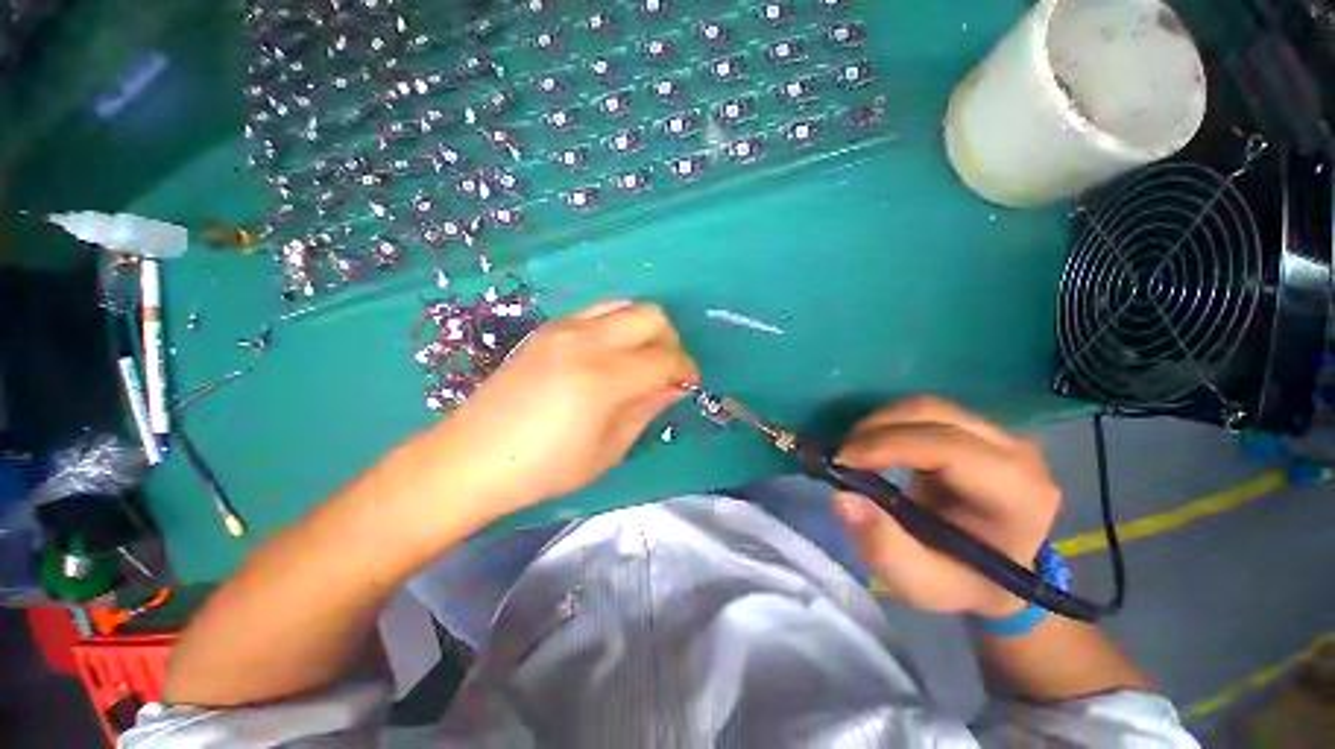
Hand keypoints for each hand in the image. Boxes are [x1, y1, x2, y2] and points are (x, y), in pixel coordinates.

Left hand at [429, 301, 697, 515]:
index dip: (685, 369)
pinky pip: (597, 311)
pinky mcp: (548, 328)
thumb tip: (676, 386)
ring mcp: (564, 328)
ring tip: (640, 359)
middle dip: (670, 341)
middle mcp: (587, 341)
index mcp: (604, 378)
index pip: (665, 358)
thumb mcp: (609, 449)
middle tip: (666, 370)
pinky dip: (617, 326)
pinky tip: (608, 354)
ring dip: (644, 329)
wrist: (473, 457)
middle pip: (651, 316)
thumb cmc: (546, 467)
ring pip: (626, 305)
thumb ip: (648, 409)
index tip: (689, 383)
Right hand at [832, 398, 1060, 617]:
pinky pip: (925, 412)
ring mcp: (1000, 434)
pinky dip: (889, 422)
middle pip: (935, 413)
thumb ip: (884, 548)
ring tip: (853, 451)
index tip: (842, 461)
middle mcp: (1016, 452)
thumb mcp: (922, 584)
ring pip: (926, 406)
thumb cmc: (963, 583)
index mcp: (1018, 494)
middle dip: (876, 428)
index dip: (889, 445)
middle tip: (841, 455)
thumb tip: (843, 498)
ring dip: (879, 423)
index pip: (948, 447)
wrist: (996, 575)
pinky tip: (872, 445)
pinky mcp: (978, 428)